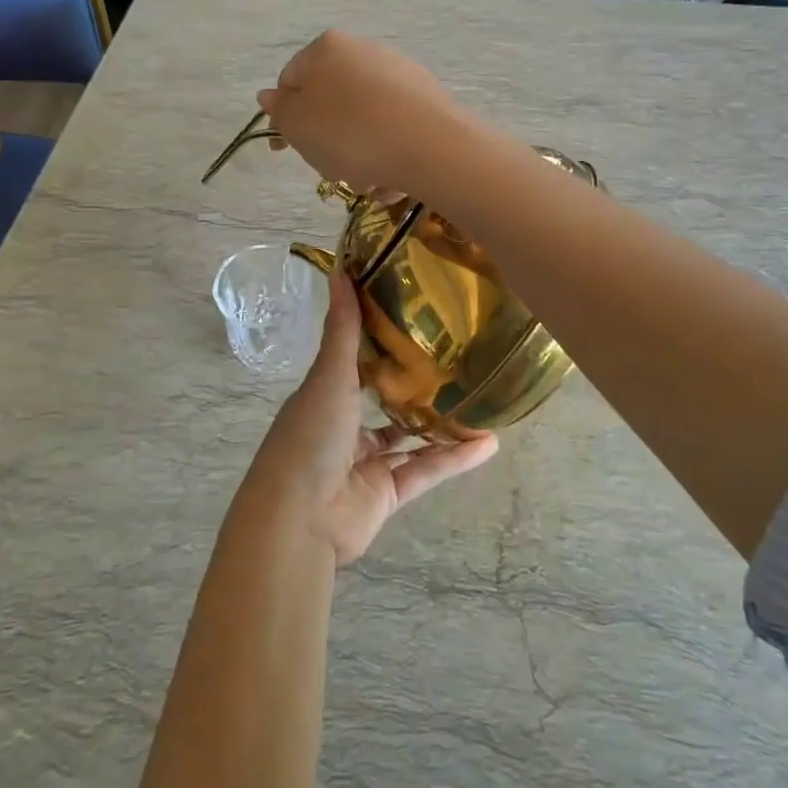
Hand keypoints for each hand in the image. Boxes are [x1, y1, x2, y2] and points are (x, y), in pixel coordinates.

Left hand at [244, 271, 498, 565]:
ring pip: (411, 441)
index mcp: (326, 396)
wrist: (298, 519)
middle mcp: (344, 428)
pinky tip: (488, 443)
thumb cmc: (309, 437)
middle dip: (416, 387)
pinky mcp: (386, 496)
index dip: (381, 343)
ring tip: (481, 401)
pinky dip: (454, 460)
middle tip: (457, 360)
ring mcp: (366, 465)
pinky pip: (425, 472)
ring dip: (442, 425)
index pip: (356, 364)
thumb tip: (341, 267)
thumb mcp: (329, 376)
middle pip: (385, 404)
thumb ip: (343, 329)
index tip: (415, 318)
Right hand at [257, 31, 467, 196]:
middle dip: (327, 142)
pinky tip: (393, 178)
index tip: (284, 150)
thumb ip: (279, 110)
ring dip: (358, 157)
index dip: (284, 118)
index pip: (291, 81)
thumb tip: (270, 95)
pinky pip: (394, 132)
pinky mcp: (428, 100)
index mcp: (327, 48)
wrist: (430, 146)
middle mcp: (365, 51)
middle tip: (331, 169)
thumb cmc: (349, 132)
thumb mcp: (297, 125)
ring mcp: (400, 74)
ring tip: (368, 180)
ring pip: (363, 123)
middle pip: (331, 104)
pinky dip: (388, 155)